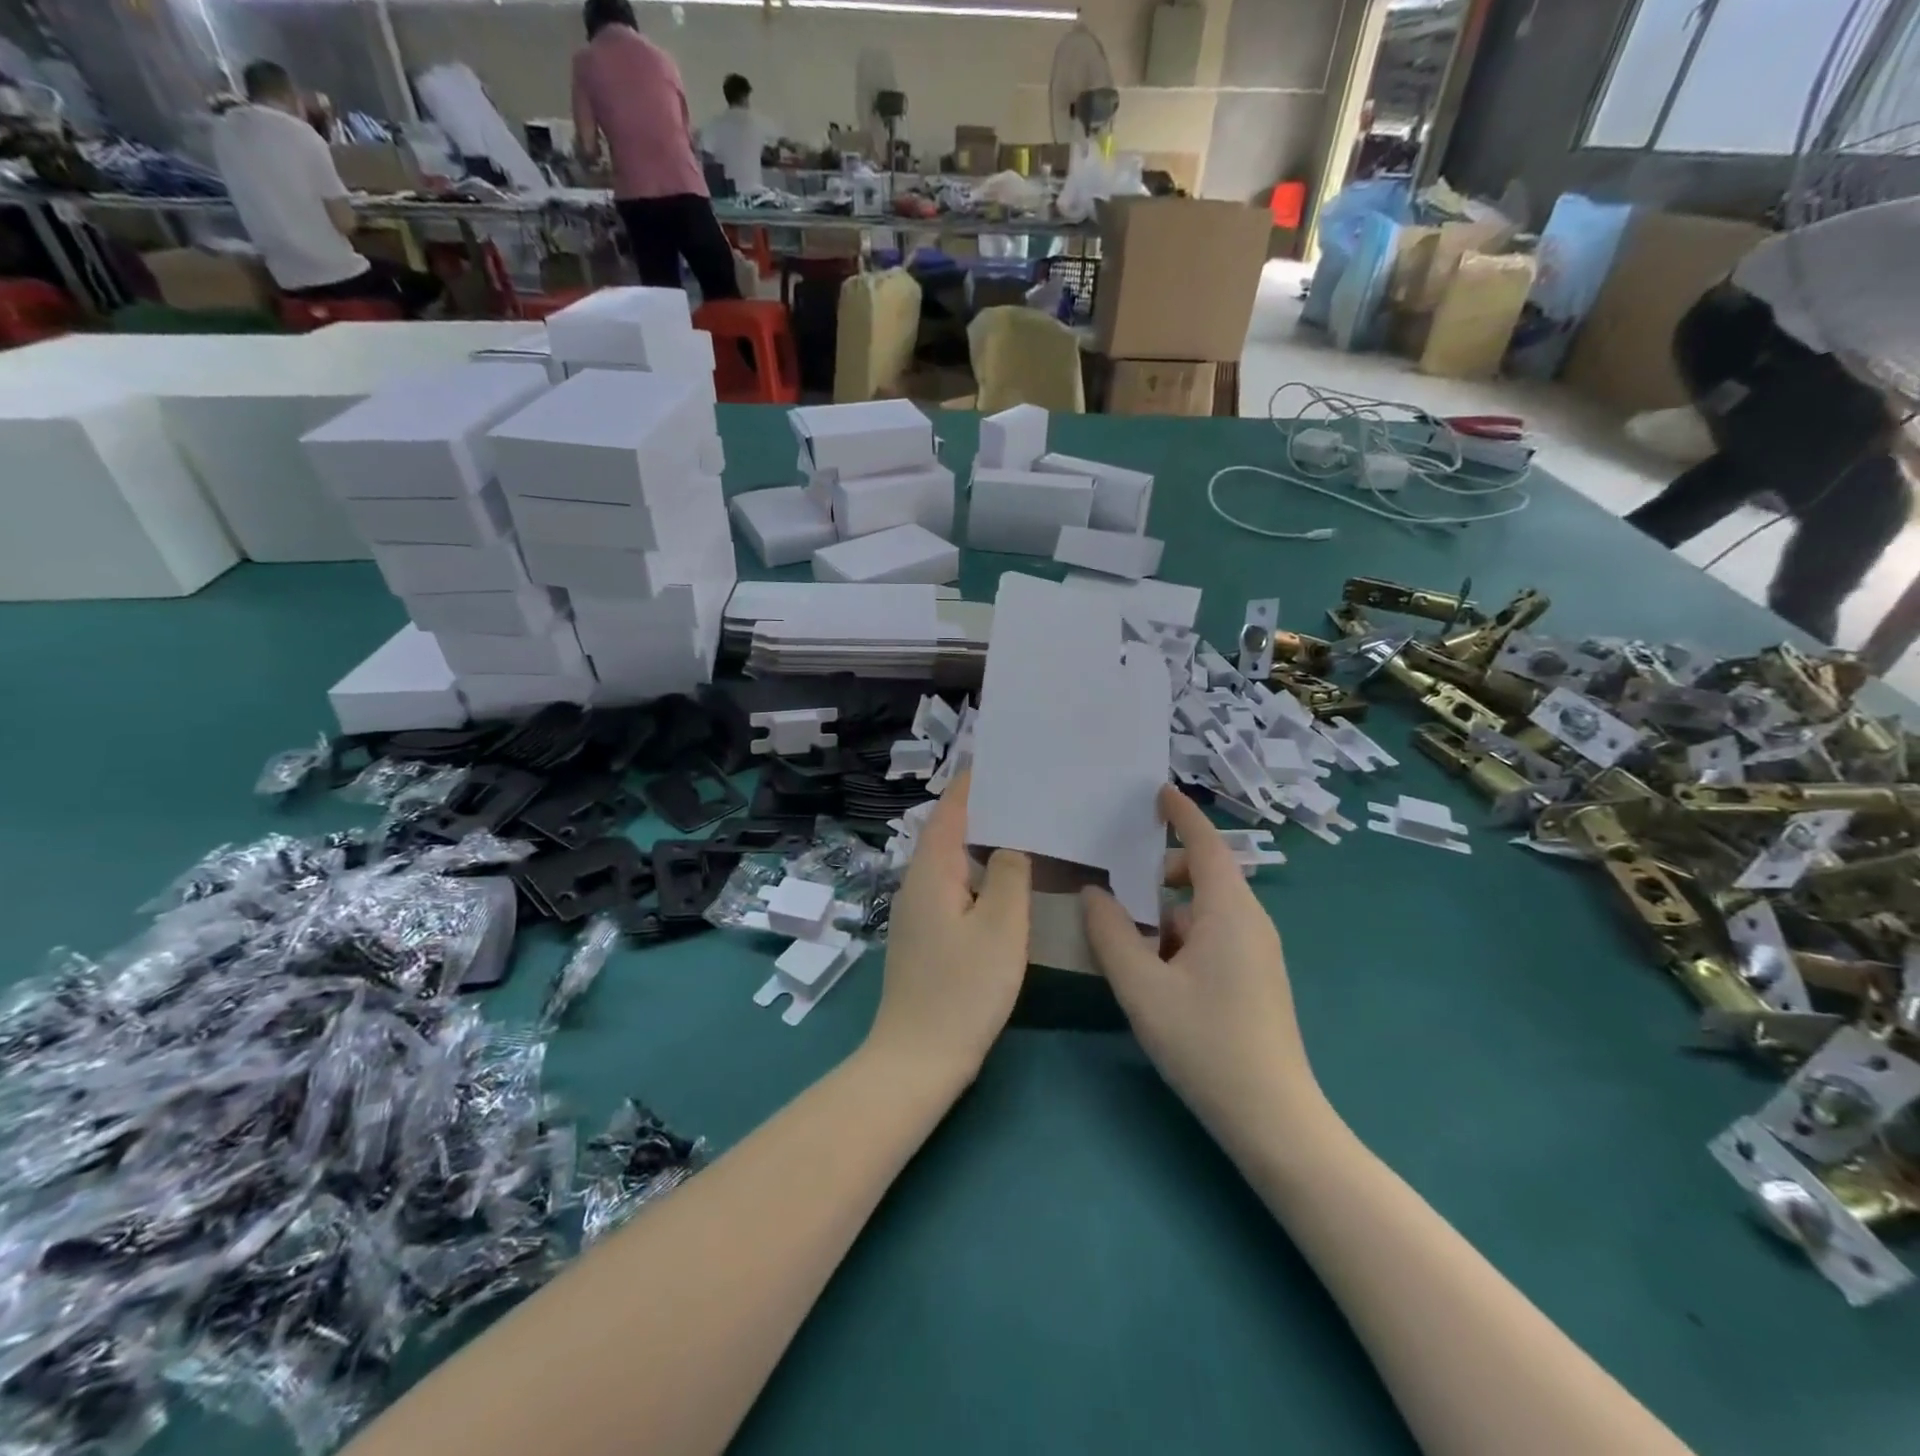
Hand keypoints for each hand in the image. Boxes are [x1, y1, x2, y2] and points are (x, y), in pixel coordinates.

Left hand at [866, 772, 1029, 1083]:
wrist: (917, 1059)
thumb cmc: (962, 990)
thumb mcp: (1001, 928)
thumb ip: (1009, 875)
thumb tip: (1011, 844)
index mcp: (931, 872)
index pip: (950, 810)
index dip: (974, 783)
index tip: (1003, 760)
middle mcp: (917, 883)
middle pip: (949, 831)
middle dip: (982, 808)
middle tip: (1027, 793)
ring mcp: (917, 911)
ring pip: (951, 861)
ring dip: (981, 841)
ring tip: (1024, 828)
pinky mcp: (925, 935)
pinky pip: (952, 886)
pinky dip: (978, 872)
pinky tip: (1006, 882)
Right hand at [1082, 786, 1320, 1137]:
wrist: (1273, 1118)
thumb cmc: (1206, 1042)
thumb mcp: (1142, 987)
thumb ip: (1111, 934)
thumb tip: (1093, 893)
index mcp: (1229, 911)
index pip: (1205, 844)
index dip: (1181, 814)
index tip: (1156, 792)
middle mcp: (1250, 921)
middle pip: (1204, 875)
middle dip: (1161, 870)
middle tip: (1117, 874)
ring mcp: (1257, 952)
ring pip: (1205, 910)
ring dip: (1166, 910)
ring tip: (1124, 931)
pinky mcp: (1256, 978)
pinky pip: (1214, 936)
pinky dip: (1180, 935)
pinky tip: (1152, 969)